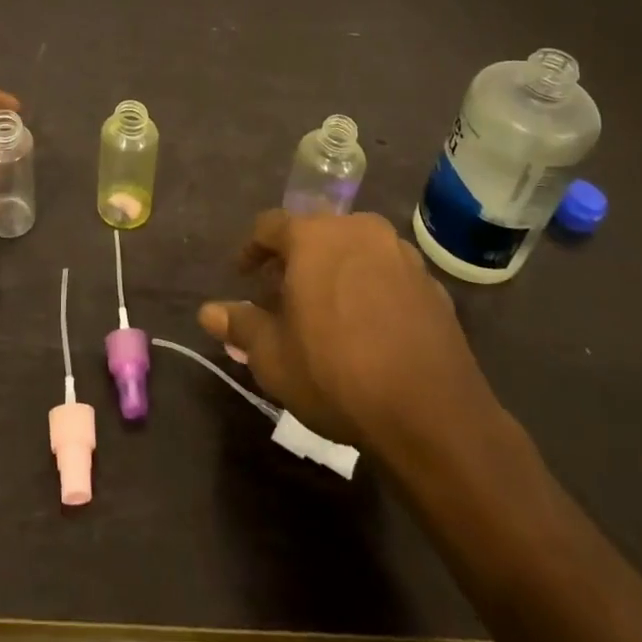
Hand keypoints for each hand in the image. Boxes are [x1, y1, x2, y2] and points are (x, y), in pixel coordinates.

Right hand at [198, 210, 505, 466]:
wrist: (433, 415)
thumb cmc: (336, 374)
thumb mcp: (273, 357)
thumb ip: (239, 326)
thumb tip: (208, 313)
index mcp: (314, 236)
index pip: (270, 226)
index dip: (251, 250)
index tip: (243, 276)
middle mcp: (358, 231)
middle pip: (315, 234)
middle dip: (294, 261)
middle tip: (281, 297)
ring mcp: (401, 255)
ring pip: (354, 252)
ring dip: (334, 272)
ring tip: (325, 313)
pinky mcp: (432, 286)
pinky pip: (387, 276)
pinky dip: (370, 290)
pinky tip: (367, 329)